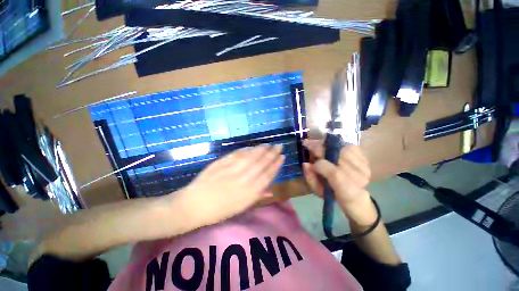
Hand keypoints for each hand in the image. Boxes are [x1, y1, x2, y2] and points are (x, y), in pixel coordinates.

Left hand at [177, 145, 284, 226]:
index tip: (282, 157)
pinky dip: (246, 150)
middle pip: (261, 164)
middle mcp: (243, 180)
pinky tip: (252, 147)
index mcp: (249, 193)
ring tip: (268, 144)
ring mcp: (232, 170)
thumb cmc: (219, 211)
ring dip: (261, 149)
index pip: (267, 175)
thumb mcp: (241, 207)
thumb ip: (257, 196)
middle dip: (272, 154)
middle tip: (279, 145)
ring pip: (251, 157)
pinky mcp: (222, 164)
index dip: (276, 165)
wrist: (193, 206)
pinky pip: (237, 155)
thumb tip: (271, 189)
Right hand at [302, 139, 372, 219]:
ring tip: (317, 144)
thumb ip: (311, 178)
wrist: (355, 195)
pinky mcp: (366, 159)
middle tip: (308, 143)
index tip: (308, 159)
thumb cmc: (333, 194)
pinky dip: (338, 144)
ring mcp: (364, 167)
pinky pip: (351, 146)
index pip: (335, 174)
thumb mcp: (318, 191)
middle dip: (320, 148)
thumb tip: (306, 164)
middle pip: (340, 157)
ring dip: (328, 144)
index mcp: (349, 191)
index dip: (320, 165)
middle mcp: (360, 177)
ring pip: (344, 148)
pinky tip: (330, 146)